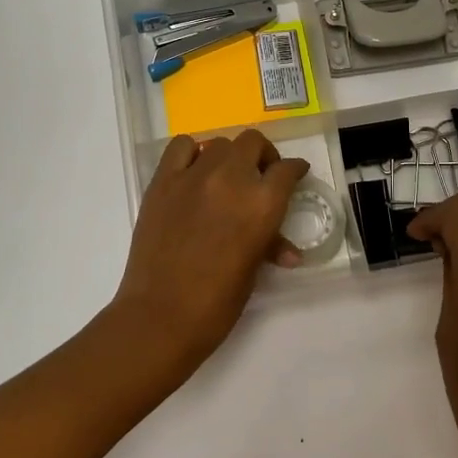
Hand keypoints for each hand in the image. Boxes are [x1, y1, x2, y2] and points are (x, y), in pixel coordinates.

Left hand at [109, 130, 308, 378]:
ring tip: (227, 177)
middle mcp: (231, 179)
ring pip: (220, 143)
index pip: (287, 170)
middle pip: (253, 143)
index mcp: (262, 204)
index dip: (295, 169)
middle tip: (261, 175)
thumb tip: (288, 252)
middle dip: (263, 156)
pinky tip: (194, 172)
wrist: (161, 315)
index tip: (295, 173)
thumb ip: (269, 246)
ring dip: (230, 156)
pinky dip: (192, 153)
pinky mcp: (162, 181)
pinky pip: (181, 147)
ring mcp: (193, 176)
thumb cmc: (216, 303)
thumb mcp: (253, 271)